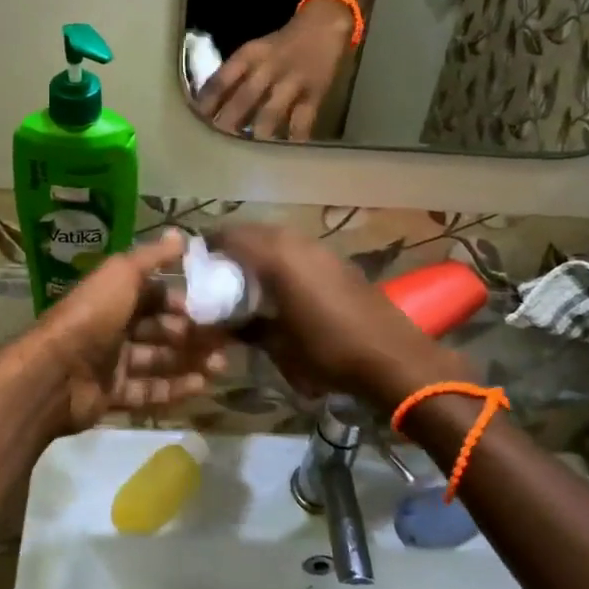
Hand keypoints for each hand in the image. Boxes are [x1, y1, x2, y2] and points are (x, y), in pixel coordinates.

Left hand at [30, 230, 228, 431]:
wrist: (54, 372)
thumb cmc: (92, 315)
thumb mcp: (122, 274)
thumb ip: (153, 256)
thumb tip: (182, 235)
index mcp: (115, 296)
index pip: (155, 296)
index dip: (182, 301)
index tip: (212, 307)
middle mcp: (113, 326)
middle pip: (160, 329)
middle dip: (192, 334)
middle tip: (224, 341)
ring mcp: (112, 363)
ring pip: (158, 361)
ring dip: (190, 361)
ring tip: (221, 365)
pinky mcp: (112, 395)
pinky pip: (148, 391)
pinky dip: (175, 389)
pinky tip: (202, 386)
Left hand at [196, 0, 351, 139]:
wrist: (324, 25)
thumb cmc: (282, 43)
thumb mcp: (254, 50)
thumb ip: (235, 74)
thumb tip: (209, 103)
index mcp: (250, 55)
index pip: (222, 79)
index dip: (207, 101)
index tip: (195, 119)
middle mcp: (269, 68)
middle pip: (244, 98)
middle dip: (228, 121)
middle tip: (215, 142)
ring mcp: (292, 82)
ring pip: (271, 112)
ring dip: (257, 133)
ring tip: (245, 154)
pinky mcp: (314, 94)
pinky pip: (303, 121)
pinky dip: (294, 138)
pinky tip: (285, 154)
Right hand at [207, 224, 451, 406]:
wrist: (392, 358)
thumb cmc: (328, 353)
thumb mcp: (278, 347)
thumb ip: (248, 328)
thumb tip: (225, 325)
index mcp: (276, 257)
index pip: (230, 236)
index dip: (209, 245)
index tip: (196, 262)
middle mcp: (296, 242)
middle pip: (253, 231)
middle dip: (233, 245)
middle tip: (218, 271)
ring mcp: (321, 249)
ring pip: (278, 237)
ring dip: (259, 250)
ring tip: (246, 278)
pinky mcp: (338, 260)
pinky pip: (299, 248)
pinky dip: (282, 257)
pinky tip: (281, 285)